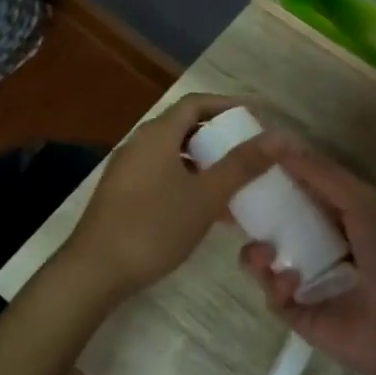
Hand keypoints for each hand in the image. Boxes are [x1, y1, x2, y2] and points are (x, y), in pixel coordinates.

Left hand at [60, 94, 274, 302]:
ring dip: (205, 163)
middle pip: (184, 127)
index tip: (257, 115)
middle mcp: (139, 145)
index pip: (196, 103)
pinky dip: (188, 183)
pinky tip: (208, 211)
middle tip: (250, 150)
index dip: (228, 104)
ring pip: (174, 155)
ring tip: (236, 182)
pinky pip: (162, 176)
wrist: (95, 271)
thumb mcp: (205, 196)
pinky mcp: (123, 195)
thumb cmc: (154, 227)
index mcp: (157, 135)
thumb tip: (280, 137)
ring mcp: (128, 171)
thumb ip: (242, 165)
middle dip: (219, 136)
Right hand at [236, 137, 375, 374]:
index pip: (297, 191)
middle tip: (230, 208)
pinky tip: (290, 284)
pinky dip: (274, 284)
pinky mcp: (296, 313)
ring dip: (257, 252)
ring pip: (264, 258)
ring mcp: (305, 280)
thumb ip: (322, 174)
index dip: (273, 178)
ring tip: (265, 254)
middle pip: (273, 223)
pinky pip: (271, 293)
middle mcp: (318, 244)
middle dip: (252, 215)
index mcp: (338, 216)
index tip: (245, 163)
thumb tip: (281, 141)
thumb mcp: (362, 204)